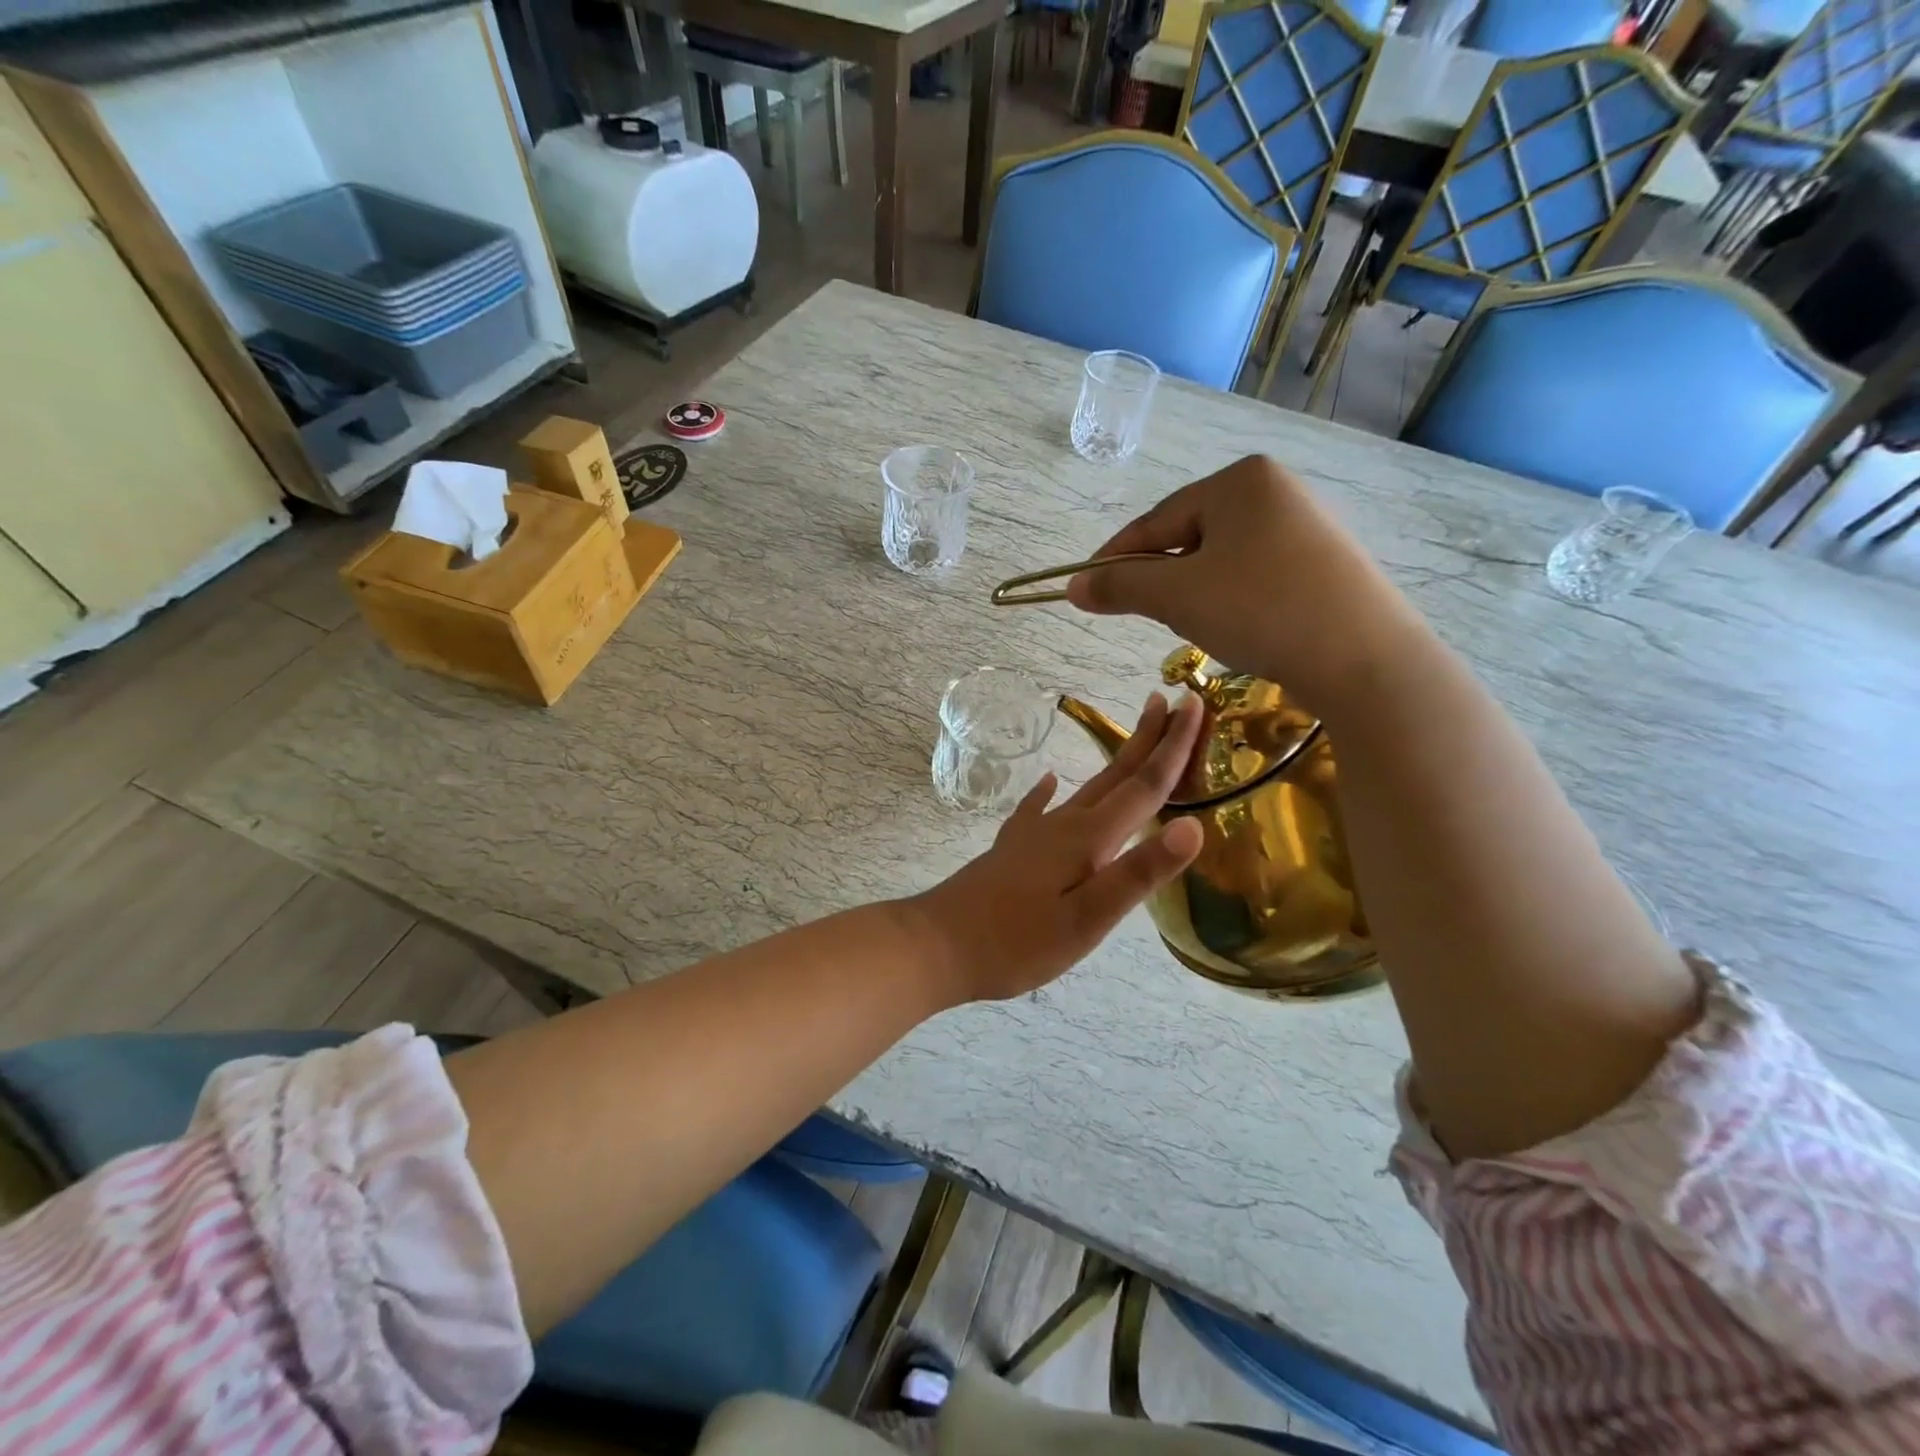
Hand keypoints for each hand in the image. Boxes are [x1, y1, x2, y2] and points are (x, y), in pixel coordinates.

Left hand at [909, 694, 1205, 1002]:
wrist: (938, 943)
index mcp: (1089, 839)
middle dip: (1149, 738)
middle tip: (1173, 700)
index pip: (1145, 786)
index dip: (1175, 747)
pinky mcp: (1013, 848)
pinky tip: (1049, 781)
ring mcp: (1034, 833)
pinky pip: (1039, 807)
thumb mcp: (1088, 918)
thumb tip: (1193, 827)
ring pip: (1086, 788)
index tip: (1196, 703)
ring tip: (1132, 737)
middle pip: (1117, 774)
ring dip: (1115, 761)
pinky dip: (1050, 791)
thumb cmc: (1018, 941)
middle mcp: (1064, 824)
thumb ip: (1139, 873)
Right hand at [1064, 455, 1417, 709]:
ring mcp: (1307, 526)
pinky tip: (1241, 628)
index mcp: (1239, 481)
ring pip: (1223, 560)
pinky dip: (1233, 600)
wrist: (1364, 658)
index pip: (1156, 520)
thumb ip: (1120, 587)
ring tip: (1198, 627)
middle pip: (1190, 537)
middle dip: (1162, 579)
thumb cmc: (1260, 609)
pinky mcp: (1325, 563)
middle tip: (1147, 616)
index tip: (1085, 590)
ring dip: (1196, 593)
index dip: (1114, 559)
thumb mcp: (1176, 597)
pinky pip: (1256, 575)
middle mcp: (1276, 490)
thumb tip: (1073, 587)